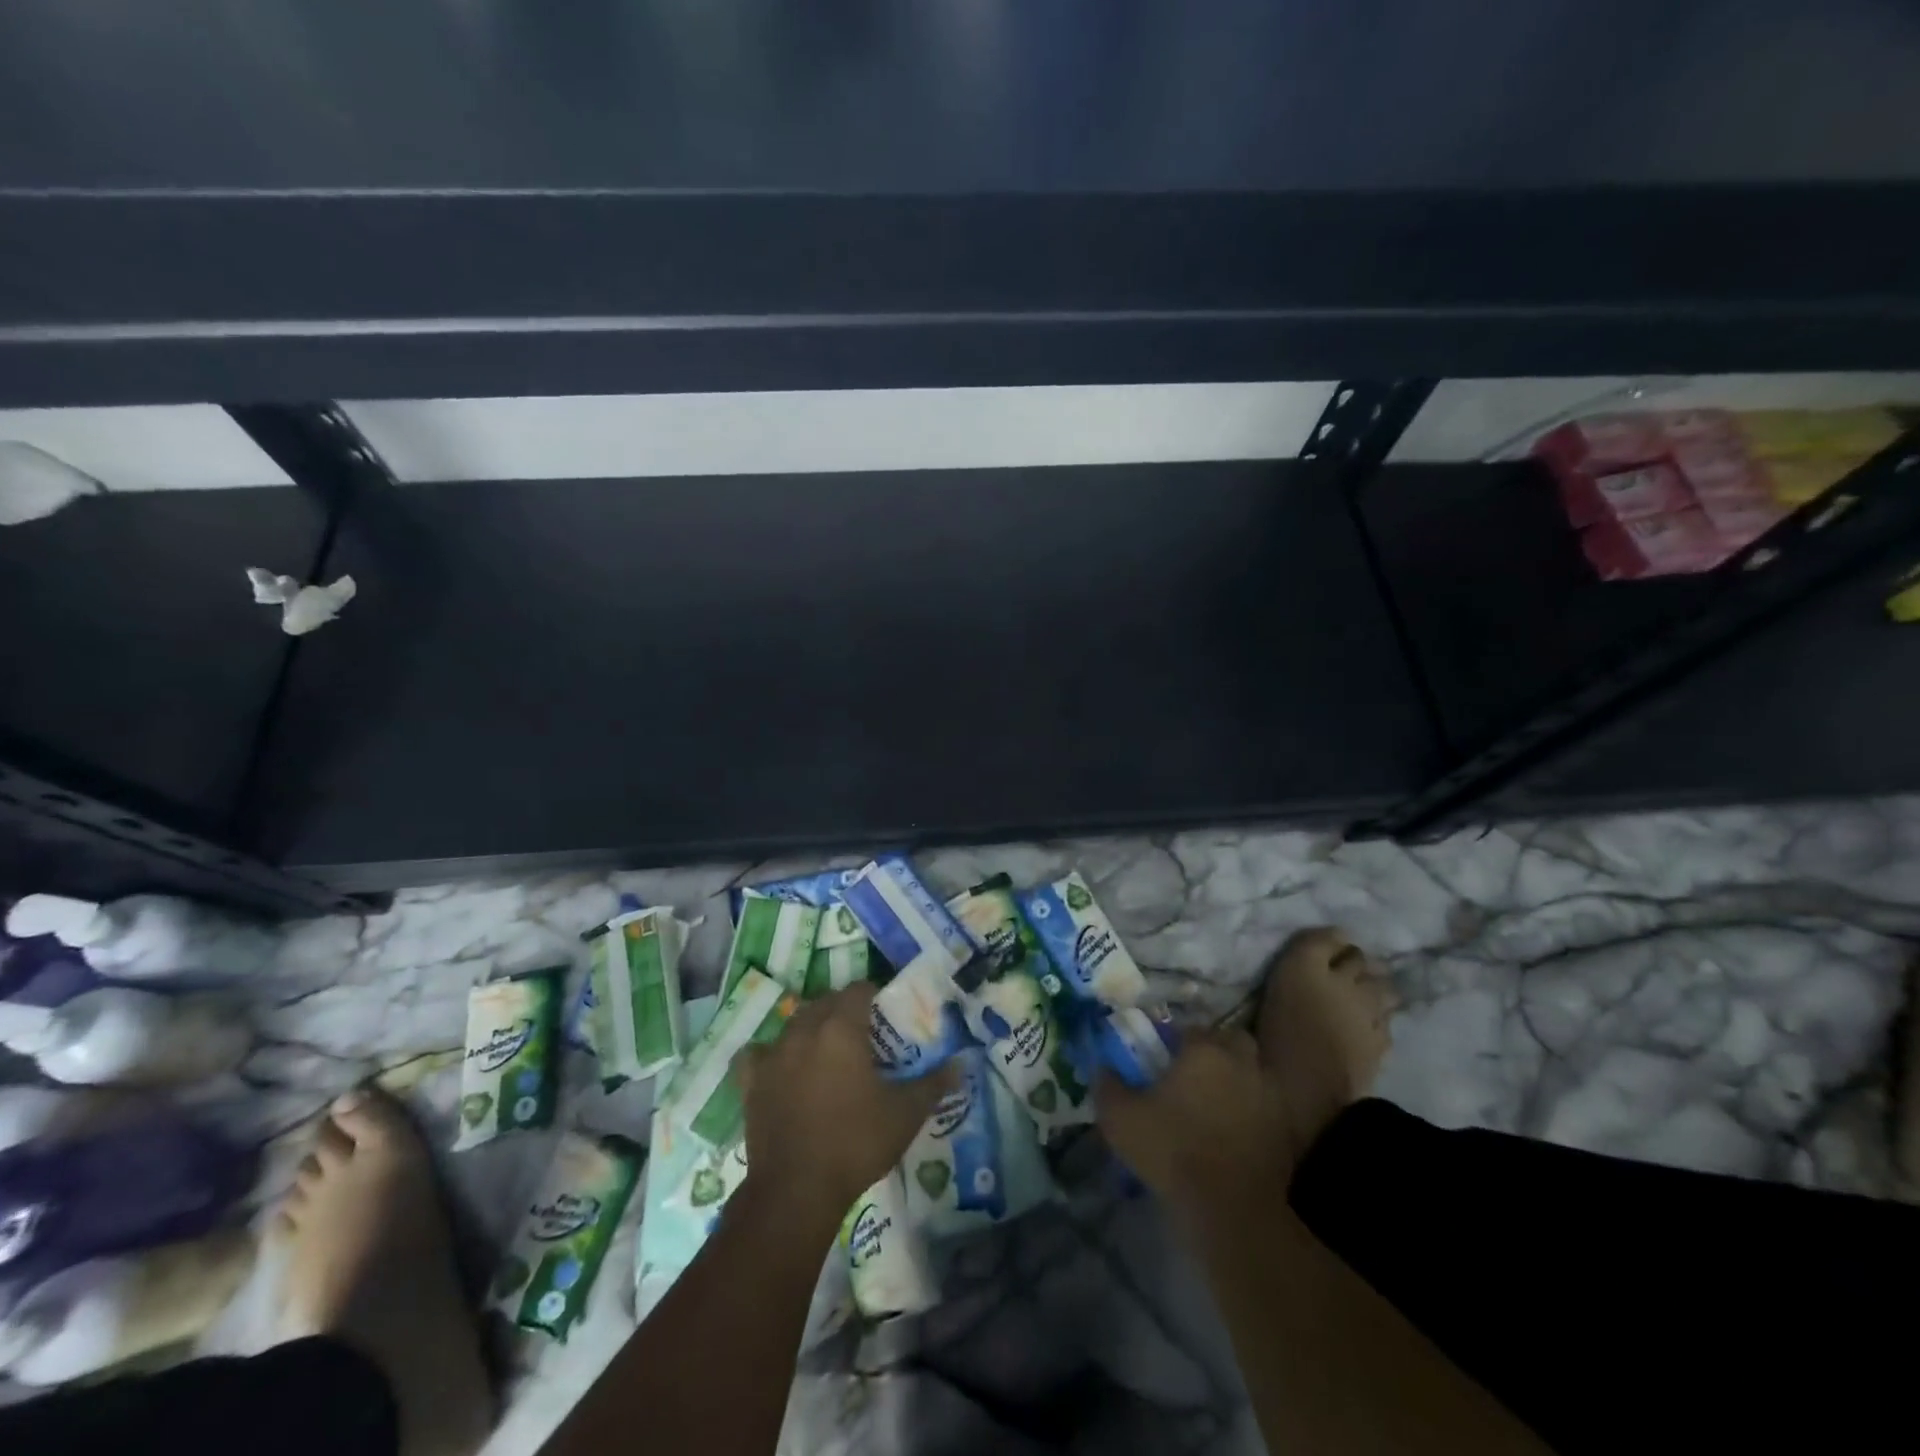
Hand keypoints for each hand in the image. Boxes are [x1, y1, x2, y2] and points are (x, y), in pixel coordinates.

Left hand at [736, 983, 958, 1220]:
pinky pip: (759, 1053)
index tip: (885, 1010)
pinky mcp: (751, 1081)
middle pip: (825, 1001)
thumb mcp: (904, 1114)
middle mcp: (805, 1030)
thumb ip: (933, 1084)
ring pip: (795, 1023)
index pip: (858, 990)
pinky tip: (780, 1066)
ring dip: (812, 1026)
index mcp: (841, 1028)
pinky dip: (770, 1053)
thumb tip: (963, 1064)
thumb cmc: (856, 1143)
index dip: (873, 994)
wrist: (796, 1190)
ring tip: (827, 1049)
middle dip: (843, 1008)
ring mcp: (774, 1054)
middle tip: (863, 1033)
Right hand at [1096, 1028, 1292, 1229]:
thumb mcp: (1121, 1119)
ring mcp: (1269, 1095)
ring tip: (1217, 1103)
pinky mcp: (1286, 1129)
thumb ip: (1108, 1087)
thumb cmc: (1174, 1152)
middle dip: (1217, 1050)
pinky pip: (1268, 1107)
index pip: (1190, 1029)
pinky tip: (1237, 1132)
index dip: (1175, 1042)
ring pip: (1254, 1071)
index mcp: (1203, 1050)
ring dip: (1239, 1079)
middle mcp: (1241, 1062)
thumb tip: (1103, 1068)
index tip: (1164, 1060)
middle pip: (1232, 1041)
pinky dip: (1255, 1111)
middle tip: (1195, 1075)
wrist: (1234, 1209)